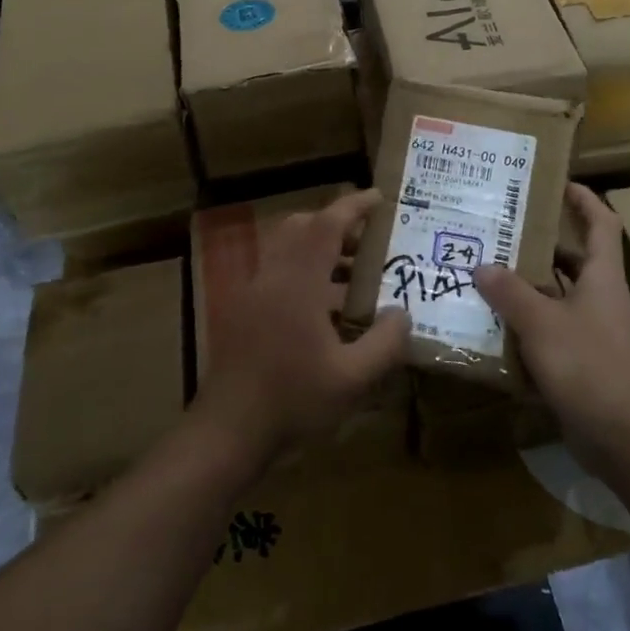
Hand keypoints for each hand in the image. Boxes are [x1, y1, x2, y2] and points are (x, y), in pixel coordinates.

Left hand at [196, 190, 410, 467]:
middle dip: (336, 225)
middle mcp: (272, 276)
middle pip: (301, 227)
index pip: (327, 225)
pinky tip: (324, 312)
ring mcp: (251, 293)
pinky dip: (303, 272)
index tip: (379, 197)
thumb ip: (385, 342)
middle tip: (368, 242)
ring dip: (319, 250)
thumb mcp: (352, 378)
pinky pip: (276, 273)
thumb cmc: (292, 401)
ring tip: (353, 277)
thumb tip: (402, 314)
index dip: (354, 206)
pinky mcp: (241, 312)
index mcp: (298, 282)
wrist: (226, 432)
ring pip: (286, 249)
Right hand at [474, 184, 629, 476]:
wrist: (628, 438)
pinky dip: (527, 328)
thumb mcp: (543, 323)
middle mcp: (601, 298)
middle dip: (539, 245)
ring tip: (486, 276)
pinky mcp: (583, 364)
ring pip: (557, 298)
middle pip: (572, 260)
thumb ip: (511, 293)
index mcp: (602, 277)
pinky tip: (494, 329)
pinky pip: (551, 334)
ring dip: (527, 289)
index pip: (601, 222)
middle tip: (500, 233)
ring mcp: (594, 333)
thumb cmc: (590, 366)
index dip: (583, 199)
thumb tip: (482, 266)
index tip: (557, 183)